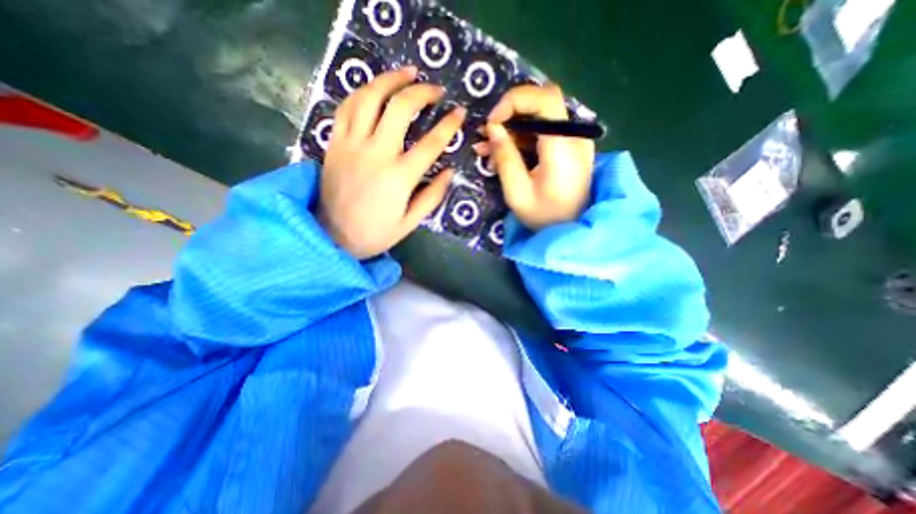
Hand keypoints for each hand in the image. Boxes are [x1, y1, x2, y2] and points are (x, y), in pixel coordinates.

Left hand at [318, 66, 466, 261]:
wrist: (332, 237)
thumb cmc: (375, 234)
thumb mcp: (410, 223)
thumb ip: (432, 196)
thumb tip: (449, 171)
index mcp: (399, 177)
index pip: (431, 143)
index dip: (449, 125)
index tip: (459, 113)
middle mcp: (376, 154)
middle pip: (400, 108)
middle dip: (422, 92)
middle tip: (436, 89)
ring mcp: (351, 145)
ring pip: (369, 97)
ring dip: (390, 80)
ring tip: (407, 73)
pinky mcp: (334, 143)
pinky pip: (346, 107)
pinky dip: (362, 92)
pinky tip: (375, 89)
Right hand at [481, 85, 597, 230]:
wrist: (570, 231)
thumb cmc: (544, 218)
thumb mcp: (517, 192)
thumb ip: (505, 157)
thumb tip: (493, 128)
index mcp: (564, 147)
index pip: (546, 99)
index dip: (515, 100)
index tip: (492, 121)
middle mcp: (574, 137)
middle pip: (541, 105)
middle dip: (509, 115)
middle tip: (485, 135)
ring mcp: (572, 142)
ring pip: (539, 119)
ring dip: (510, 130)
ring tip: (486, 150)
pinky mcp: (567, 149)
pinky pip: (541, 134)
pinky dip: (520, 140)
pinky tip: (500, 155)